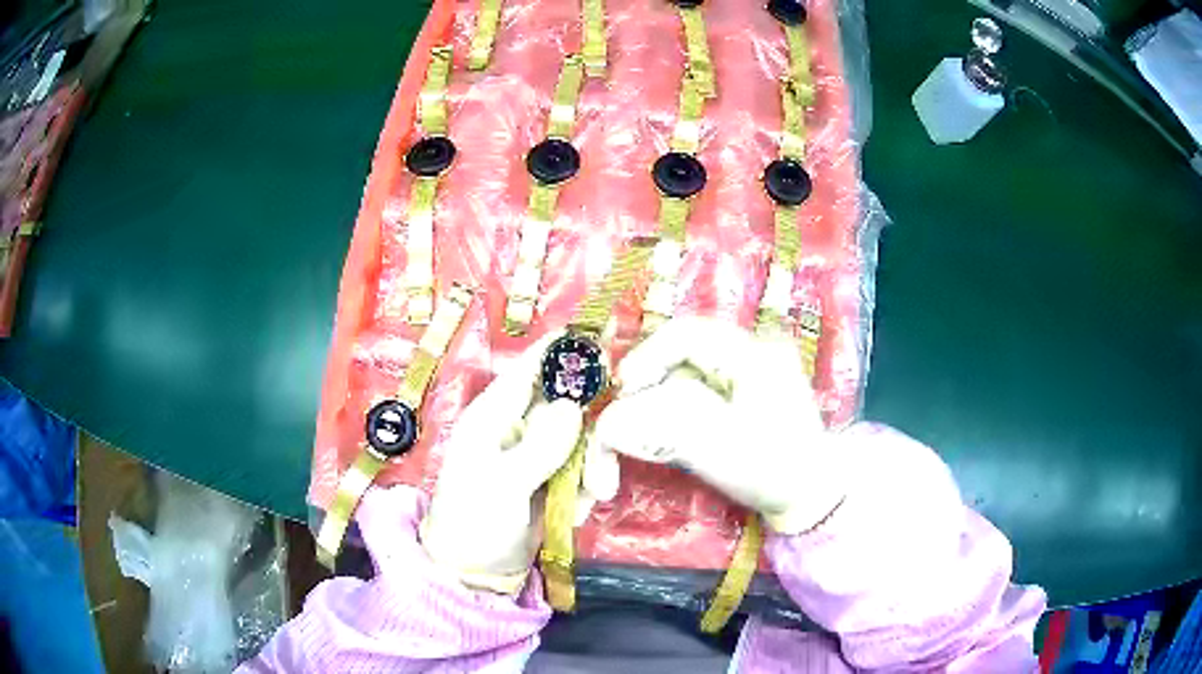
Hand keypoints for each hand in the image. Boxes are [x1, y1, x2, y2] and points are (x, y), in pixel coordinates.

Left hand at [421, 335, 582, 592]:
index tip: (602, 340)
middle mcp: (518, 427)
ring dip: (592, 466)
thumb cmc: (474, 523)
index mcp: (493, 416)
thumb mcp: (502, 485)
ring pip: (582, 438)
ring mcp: (537, 455)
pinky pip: (582, 469)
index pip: (529, 369)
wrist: (474, 572)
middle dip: (591, 430)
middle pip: (567, 403)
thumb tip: (573, 406)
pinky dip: (586, 488)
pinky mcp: (552, 480)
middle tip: (604, 464)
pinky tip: (579, 512)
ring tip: (593, 496)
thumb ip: (538, 447)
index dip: (562, 351)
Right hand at [591, 317, 845, 533]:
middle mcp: (752, 354)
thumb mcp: (718, 446)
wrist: (812, 498)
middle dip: (649, 385)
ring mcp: (750, 375)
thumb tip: (614, 418)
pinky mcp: (745, 396)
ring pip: (686, 375)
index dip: (645, 358)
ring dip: (659, 402)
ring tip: (643, 436)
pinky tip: (668, 438)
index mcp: (753, 355)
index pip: (686, 335)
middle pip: (682, 354)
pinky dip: (675, 412)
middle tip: (627, 419)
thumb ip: (663, 423)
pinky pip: (698, 392)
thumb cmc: (772, 470)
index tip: (622, 392)